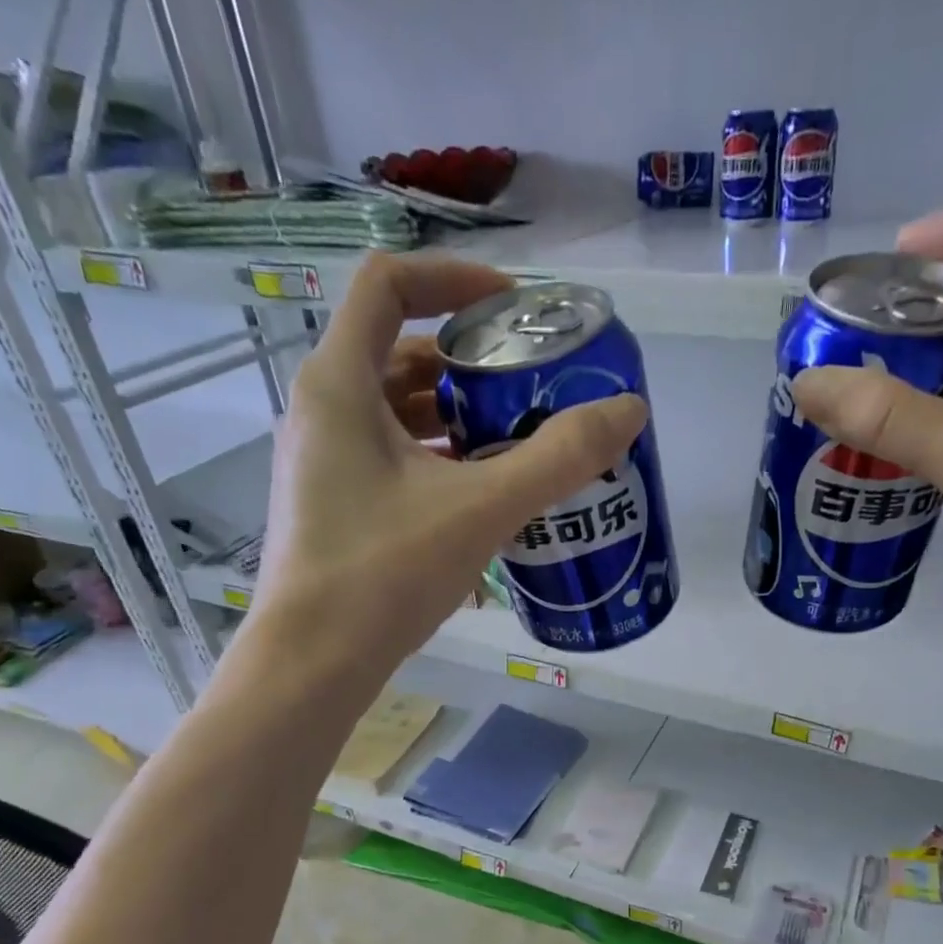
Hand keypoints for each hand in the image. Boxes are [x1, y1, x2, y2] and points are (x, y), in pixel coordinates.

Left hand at [255, 253, 647, 667]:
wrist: (314, 664)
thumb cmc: (384, 573)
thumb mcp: (482, 509)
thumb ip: (558, 458)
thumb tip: (628, 410)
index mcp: (339, 384)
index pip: (388, 285)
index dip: (455, 279)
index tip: (515, 308)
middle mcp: (321, 411)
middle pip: (399, 352)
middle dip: (470, 362)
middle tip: (531, 386)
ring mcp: (324, 461)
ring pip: (397, 412)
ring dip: (458, 417)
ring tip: (518, 442)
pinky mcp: (335, 504)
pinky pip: (393, 458)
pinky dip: (440, 460)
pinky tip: (484, 497)